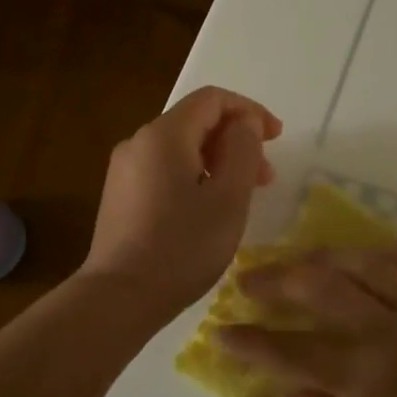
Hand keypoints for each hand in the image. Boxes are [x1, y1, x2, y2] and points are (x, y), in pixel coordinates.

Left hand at [82, 86, 281, 318]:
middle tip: (266, 176)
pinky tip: (209, 210)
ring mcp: (125, 170)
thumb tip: (244, 123)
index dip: (249, 111)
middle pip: (196, 123)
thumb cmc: (182, 246)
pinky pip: (165, 170)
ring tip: (242, 196)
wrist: (120, 297)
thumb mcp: (228, 198)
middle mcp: (139, 142)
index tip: (276, 137)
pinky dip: (195, 177)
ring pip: (181, 149)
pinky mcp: (121, 196)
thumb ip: (243, 150)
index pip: (212, 100)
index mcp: (164, 134)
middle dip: (235, 140)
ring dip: (218, 162)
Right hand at [216, 246, 396, 396]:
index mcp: (368, 374)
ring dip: (321, 257)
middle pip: (321, 290)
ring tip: (294, 258)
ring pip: (362, 264)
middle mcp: (389, 327)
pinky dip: (381, 250)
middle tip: (246, 279)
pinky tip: (363, 251)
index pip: (294, 352)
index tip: (221, 332)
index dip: (252, 343)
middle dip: (275, 282)